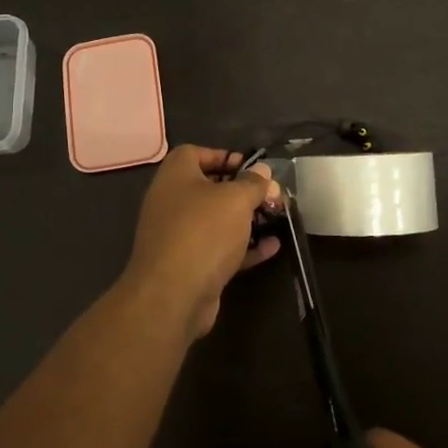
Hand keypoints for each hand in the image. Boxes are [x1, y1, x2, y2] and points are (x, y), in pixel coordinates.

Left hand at [120, 146, 282, 338]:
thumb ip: (252, 183)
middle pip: (209, 188)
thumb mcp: (235, 199)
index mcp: (175, 175)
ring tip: (276, 218)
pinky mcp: (189, 264)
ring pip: (216, 221)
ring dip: (246, 220)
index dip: (223, 155)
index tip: (250, 166)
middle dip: (242, 190)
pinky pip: (220, 248)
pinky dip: (244, 247)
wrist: (173, 294)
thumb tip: (262, 170)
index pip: (195, 153)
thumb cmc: (203, 231)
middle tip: (269, 195)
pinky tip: (272, 247)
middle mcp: (172, 201)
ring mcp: (179, 235)